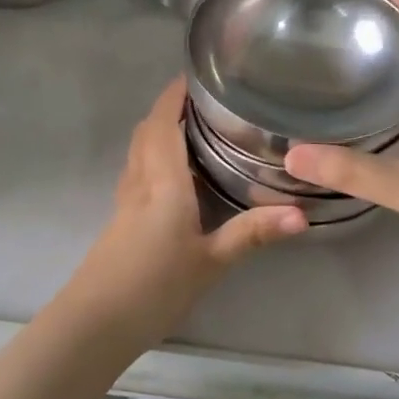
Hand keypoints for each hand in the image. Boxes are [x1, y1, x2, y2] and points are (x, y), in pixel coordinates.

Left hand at [79, 78, 305, 327]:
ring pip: (139, 152)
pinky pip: (137, 173)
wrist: (96, 323)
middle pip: (147, 132)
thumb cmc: (154, 287)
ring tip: (194, 130)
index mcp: (162, 182)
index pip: (163, 124)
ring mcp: (125, 202)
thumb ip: (253, 234)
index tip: (195, 75)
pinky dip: (155, 158)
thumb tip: (303, 215)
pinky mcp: (120, 220)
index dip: (174, 96)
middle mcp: (140, 182)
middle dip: (169, 109)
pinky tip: (176, 178)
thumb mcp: (211, 262)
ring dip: (159, 132)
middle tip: (204, 102)